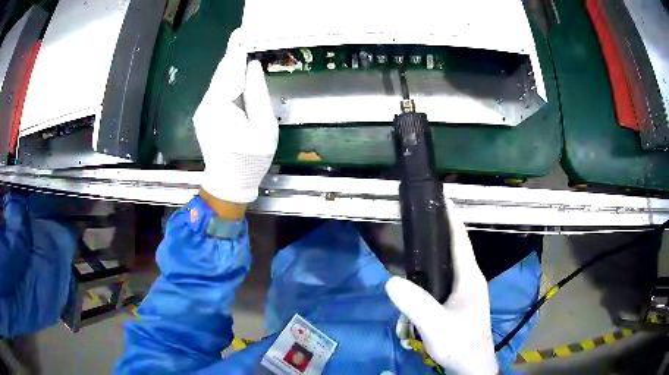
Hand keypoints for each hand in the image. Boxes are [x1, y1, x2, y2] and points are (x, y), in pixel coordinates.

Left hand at [193, 28, 277, 204]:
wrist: (228, 184)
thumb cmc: (250, 160)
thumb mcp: (264, 128)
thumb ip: (258, 94)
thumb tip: (253, 67)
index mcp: (220, 107)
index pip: (230, 71)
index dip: (237, 50)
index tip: (241, 32)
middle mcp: (206, 105)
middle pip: (221, 73)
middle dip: (233, 54)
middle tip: (244, 36)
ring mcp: (202, 110)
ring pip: (218, 81)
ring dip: (232, 66)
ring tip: (244, 49)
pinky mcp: (204, 115)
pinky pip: (217, 91)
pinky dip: (228, 79)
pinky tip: (238, 73)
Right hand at [385, 200, 497, 374]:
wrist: (470, 365)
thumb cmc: (460, 343)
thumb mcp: (437, 325)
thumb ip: (416, 304)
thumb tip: (391, 280)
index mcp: (470, 277)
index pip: (461, 240)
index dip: (452, 217)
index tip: (441, 197)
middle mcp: (470, 279)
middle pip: (456, 248)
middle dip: (442, 229)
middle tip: (420, 215)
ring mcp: (466, 291)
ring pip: (450, 263)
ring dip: (437, 249)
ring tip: (418, 238)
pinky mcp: (459, 302)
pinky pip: (445, 278)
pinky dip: (433, 269)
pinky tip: (420, 274)